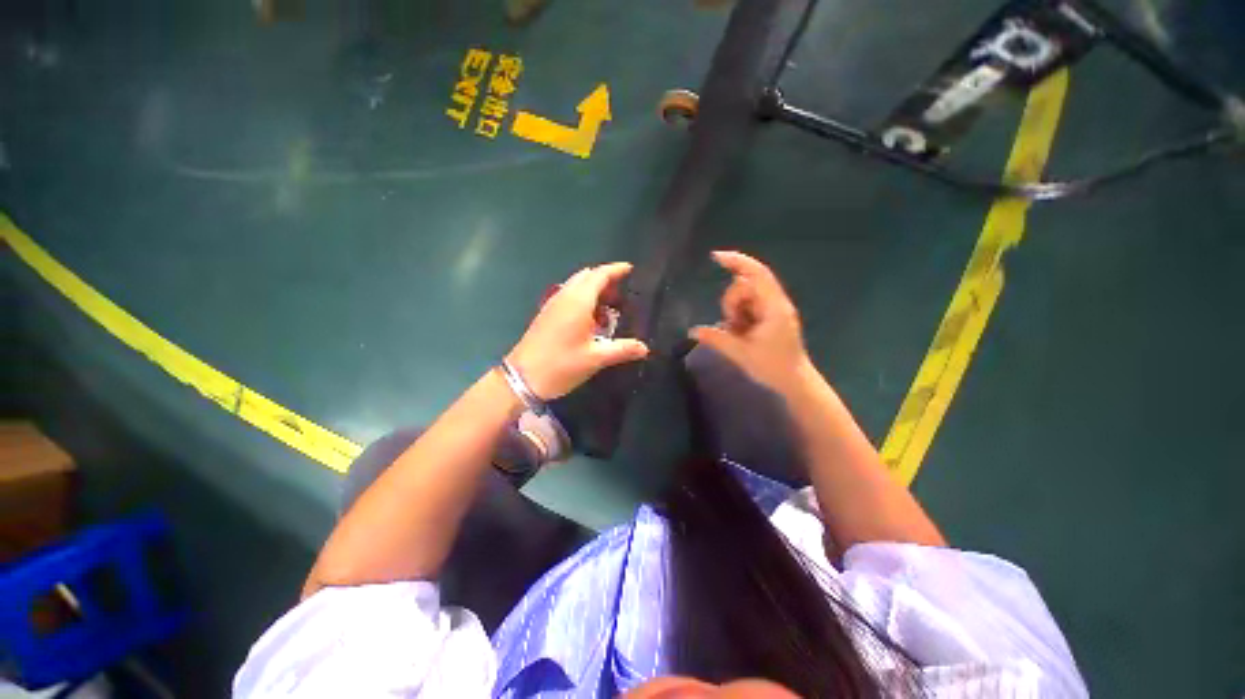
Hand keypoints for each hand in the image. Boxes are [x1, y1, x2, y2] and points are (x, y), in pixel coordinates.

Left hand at [507, 262, 649, 399]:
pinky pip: (568, 296)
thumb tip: (645, 348)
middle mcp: (565, 297)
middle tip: (623, 291)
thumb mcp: (595, 358)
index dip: (615, 270)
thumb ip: (622, 350)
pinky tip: (590, 317)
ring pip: (576, 286)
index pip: (599, 275)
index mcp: (578, 302)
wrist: (522, 378)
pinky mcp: (546, 315)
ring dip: (593, 289)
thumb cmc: (561, 365)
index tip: (630, 269)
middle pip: (587, 277)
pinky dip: (582, 298)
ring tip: (610, 304)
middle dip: (605, 279)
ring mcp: (553, 305)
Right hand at [689, 251, 812, 391]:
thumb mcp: (741, 353)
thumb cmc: (773, 367)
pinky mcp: (770, 316)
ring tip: (738, 333)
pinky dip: (739, 315)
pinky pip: (748, 306)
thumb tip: (692, 331)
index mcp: (774, 307)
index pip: (756, 274)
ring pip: (744, 297)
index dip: (737, 261)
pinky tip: (740, 331)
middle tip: (732, 327)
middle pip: (745, 286)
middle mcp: (775, 302)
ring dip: (734, 311)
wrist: (795, 382)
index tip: (715, 257)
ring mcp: (773, 308)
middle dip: (731, 303)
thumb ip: (716, 339)